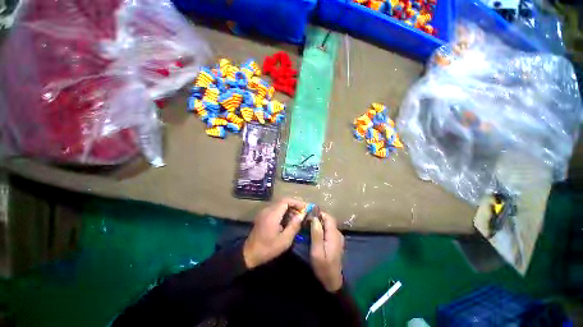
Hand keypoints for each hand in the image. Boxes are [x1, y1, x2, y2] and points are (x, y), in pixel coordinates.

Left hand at [243, 198, 304, 268]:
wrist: (249, 254)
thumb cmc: (268, 248)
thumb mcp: (284, 240)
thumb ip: (294, 226)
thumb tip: (302, 215)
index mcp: (272, 215)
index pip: (285, 201)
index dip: (296, 202)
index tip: (304, 208)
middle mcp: (267, 210)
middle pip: (283, 201)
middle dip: (294, 206)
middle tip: (302, 214)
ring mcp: (264, 212)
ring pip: (279, 205)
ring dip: (289, 209)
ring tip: (296, 219)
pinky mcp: (263, 215)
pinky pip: (275, 209)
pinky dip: (283, 212)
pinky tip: (287, 221)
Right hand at [311, 212, 344, 292]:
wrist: (333, 282)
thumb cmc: (323, 268)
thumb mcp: (317, 252)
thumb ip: (317, 234)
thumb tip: (314, 218)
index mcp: (334, 235)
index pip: (328, 218)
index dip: (319, 214)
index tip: (309, 215)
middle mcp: (338, 234)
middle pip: (329, 220)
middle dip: (318, 218)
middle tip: (307, 221)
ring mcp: (338, 238)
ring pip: (328, 225)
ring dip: (319, 223)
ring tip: (308, 226)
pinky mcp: (336, 242)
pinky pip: (328, 230)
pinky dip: (321, 229)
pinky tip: (314, 233)